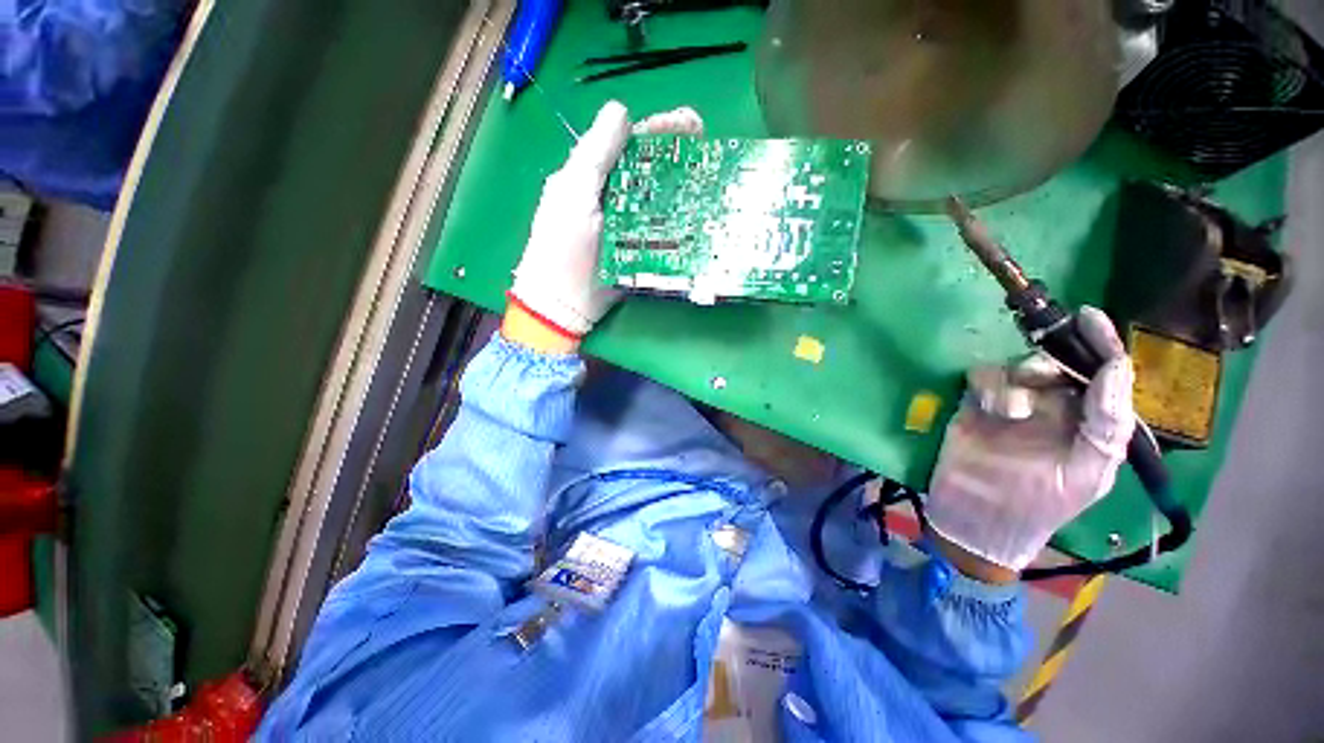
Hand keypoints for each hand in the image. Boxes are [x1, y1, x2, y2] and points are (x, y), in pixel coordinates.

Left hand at [505, 101, 703, 351]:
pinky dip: (681, 222)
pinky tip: (700, 214)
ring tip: (708, 176)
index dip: (658, 129)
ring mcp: (631, 224)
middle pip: (650, 168)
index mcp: (594, 176)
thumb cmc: (561, 245)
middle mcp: (615, 196)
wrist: (564, 302)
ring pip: (660, 198)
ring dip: (684, 187)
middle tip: (705, 145)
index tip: (689, 123)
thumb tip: (621, 110)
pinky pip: (664, 231)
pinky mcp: (642, 250)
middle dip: (677, 154)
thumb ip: (595, 154)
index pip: (629, 143)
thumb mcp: (573, 193)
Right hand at [925, 307, 1136, 572]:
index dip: (1100, 345)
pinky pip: (982, 378)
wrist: (977, 521)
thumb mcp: (1087, 475)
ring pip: (1016, 368)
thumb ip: (1107, 425)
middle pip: (1057, 364)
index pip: (1102, 375)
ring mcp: (1011, 406)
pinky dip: (987, 386)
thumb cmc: (1040, 506)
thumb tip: (1116, 369)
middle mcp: (1054, 408)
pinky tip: (989, 409)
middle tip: (1040, 377)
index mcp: (1089, 424)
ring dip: (1016, 381)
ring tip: (1010, 411)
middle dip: (1051, 363)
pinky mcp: (974, 406)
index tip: (1089, 317)